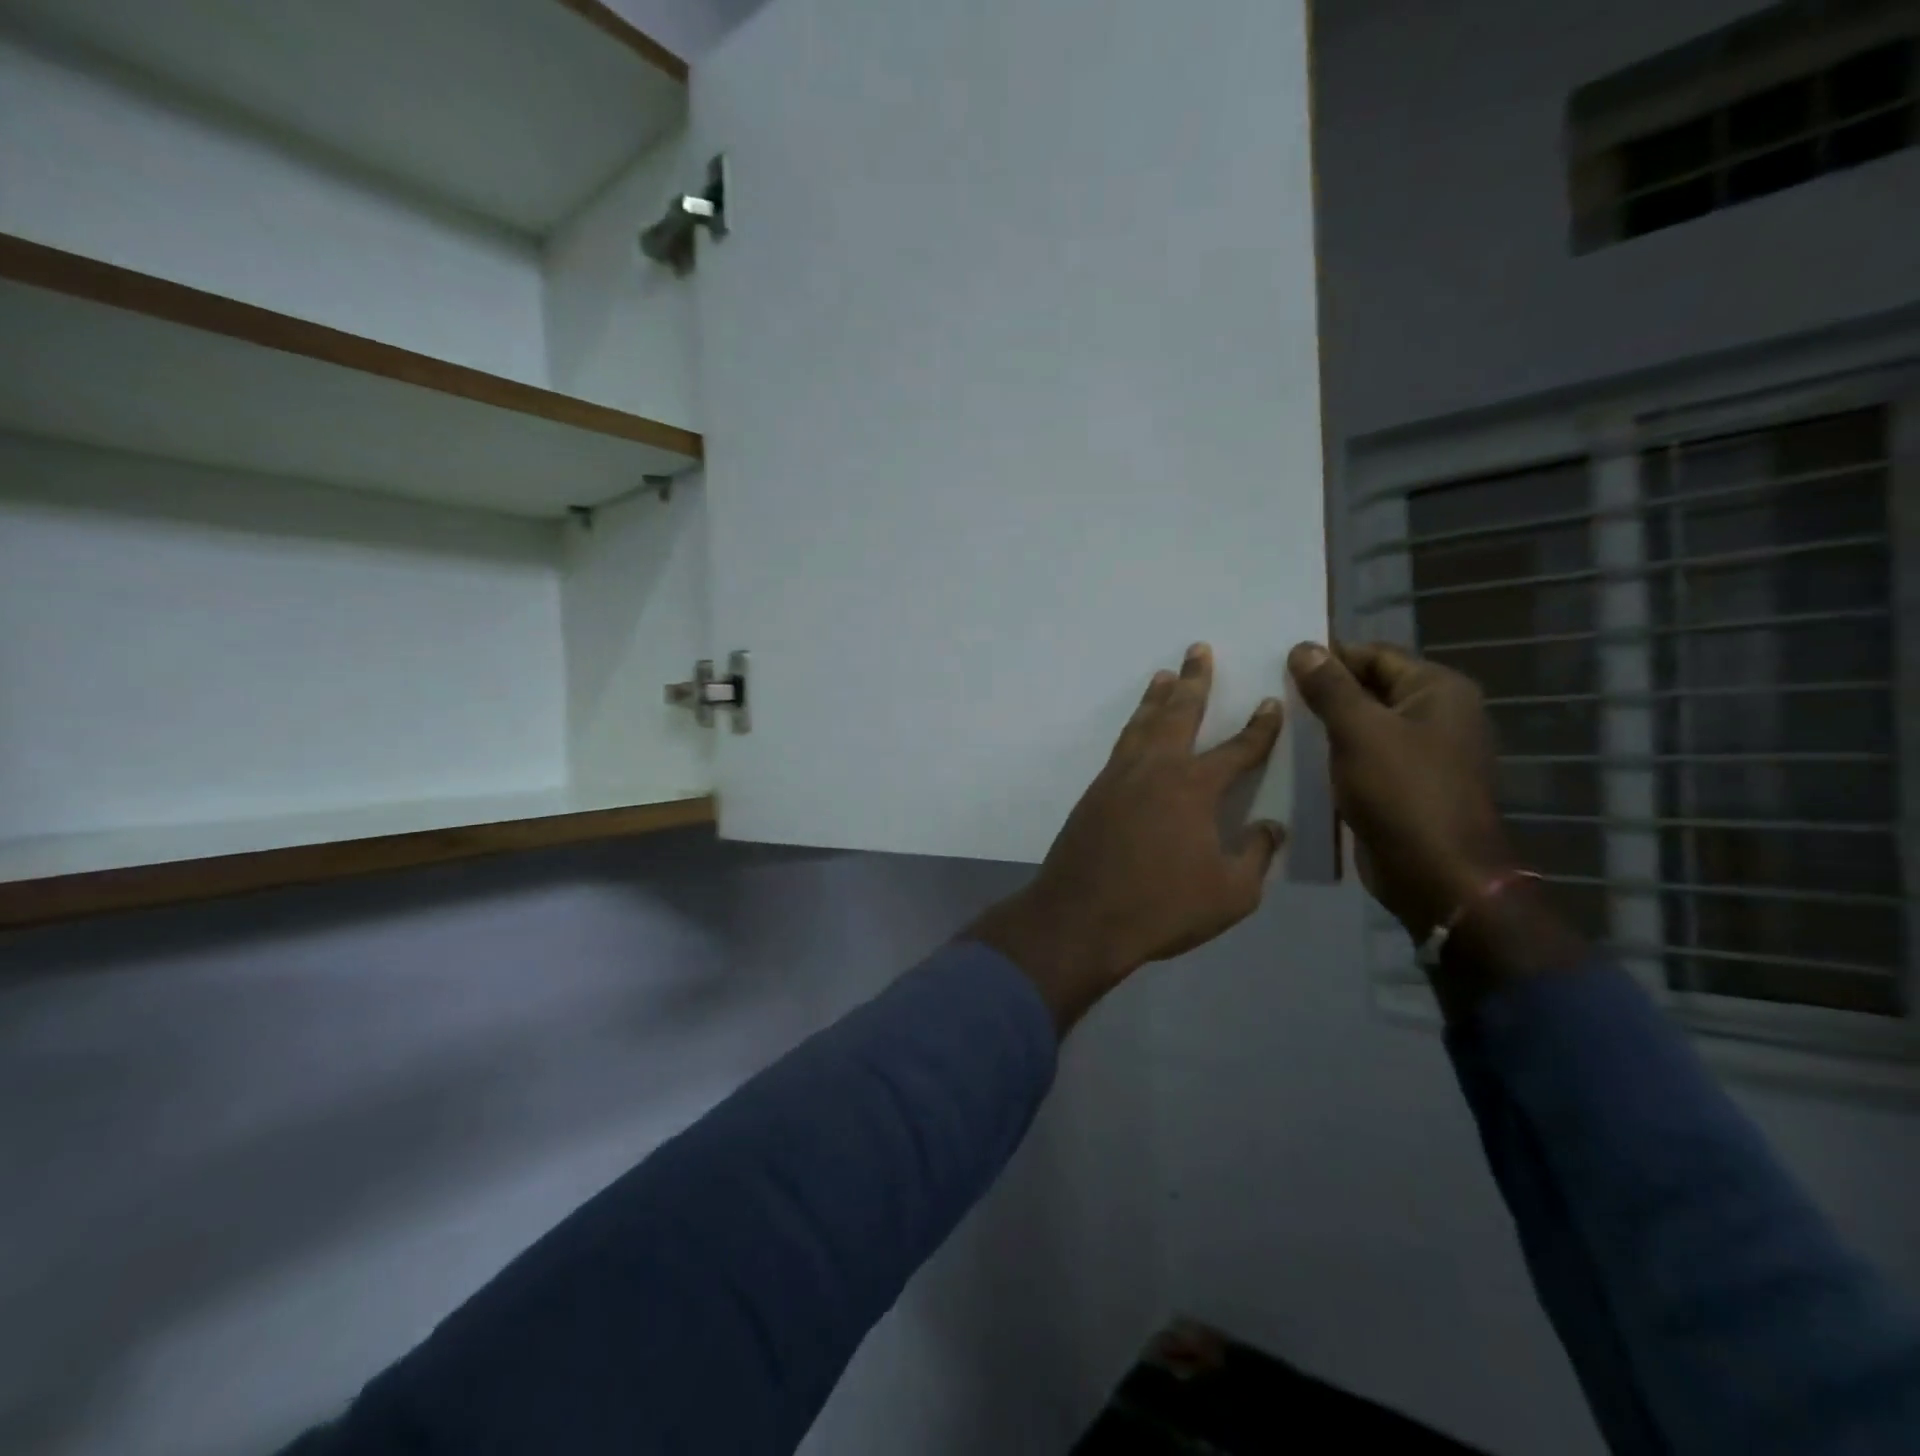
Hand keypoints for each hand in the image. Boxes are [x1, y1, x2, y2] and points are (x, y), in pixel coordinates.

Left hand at [971, 644, 1285, 1032]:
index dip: (1259, 727)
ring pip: (1142, 724)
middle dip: (1194, 681)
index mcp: (1195, 787)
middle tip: (1198, 650)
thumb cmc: (1162, 907)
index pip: (1237, 749)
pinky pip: (1121, 747)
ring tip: (1164, 675)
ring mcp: (1119, 777)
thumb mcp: (1230, 893)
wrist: (1081, 917)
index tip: (1270, 703)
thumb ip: (1255, 855)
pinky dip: (1134, 729)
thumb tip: (1269, 828)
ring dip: (1156, 698)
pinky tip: (1137, 732)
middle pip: (1179, 713)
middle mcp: (1156, 769)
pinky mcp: (1094, 793)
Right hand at [1286, 641, 1512, 937]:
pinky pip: (1366, 755)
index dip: (1329, 656)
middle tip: (1272, 694)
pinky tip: (1300, 758)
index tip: (1279, 665)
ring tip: (1278, 723)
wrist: (1435, 874)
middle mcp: (1438, 714)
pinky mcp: (1406, 784)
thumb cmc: (1402, 792)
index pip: (1374, 655)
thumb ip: (1330, 687)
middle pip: (1371, 687)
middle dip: (1324, 690)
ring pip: (1365, 723)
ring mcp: (1424, 751)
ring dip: (1327, 724)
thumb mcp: (1359, 731)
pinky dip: (1337, 753)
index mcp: (1438, 690)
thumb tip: (1303, 647)